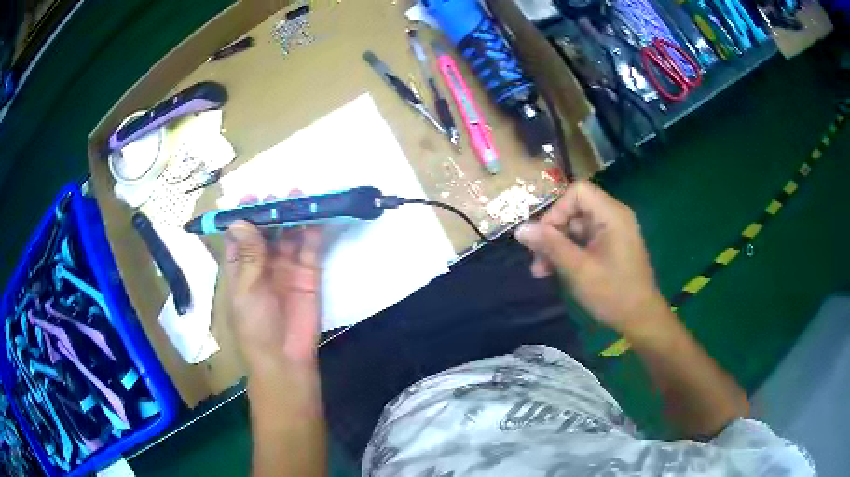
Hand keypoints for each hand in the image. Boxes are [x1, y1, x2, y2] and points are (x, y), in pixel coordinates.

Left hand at [224, 193, 323, 371]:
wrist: (285, 358)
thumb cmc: (255, 326)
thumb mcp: (245, 290)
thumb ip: (247, 255)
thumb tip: (240, 220)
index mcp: (241, 268)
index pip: (239, 236)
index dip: (243, 216)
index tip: (249, 197)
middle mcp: (263, 264)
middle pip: (266, 231)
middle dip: (270, 211)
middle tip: (277, 195)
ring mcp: (287, 267)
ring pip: (289, 235)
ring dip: (292, 216)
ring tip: (298, 196)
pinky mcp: (309, 273)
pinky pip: (310, 248)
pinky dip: (313, 232)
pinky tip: (314, 216)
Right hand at [515, 180, 666, 331]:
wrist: (641, 319)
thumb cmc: (612, 293)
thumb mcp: (578, 270)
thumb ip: (550, 245)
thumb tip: (520, 229)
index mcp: (612, 215)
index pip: (578, 192)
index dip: (557, 210)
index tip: (544, 237)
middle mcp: (614, 216)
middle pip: (576, 209)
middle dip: (553, 232)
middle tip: (536, 259)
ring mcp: (614, 232)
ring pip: (578, 226)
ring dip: (558, 245)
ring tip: (541, 271)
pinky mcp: (612, 246)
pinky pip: (586, 239)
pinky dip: (570, 252)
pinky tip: (557, 271)